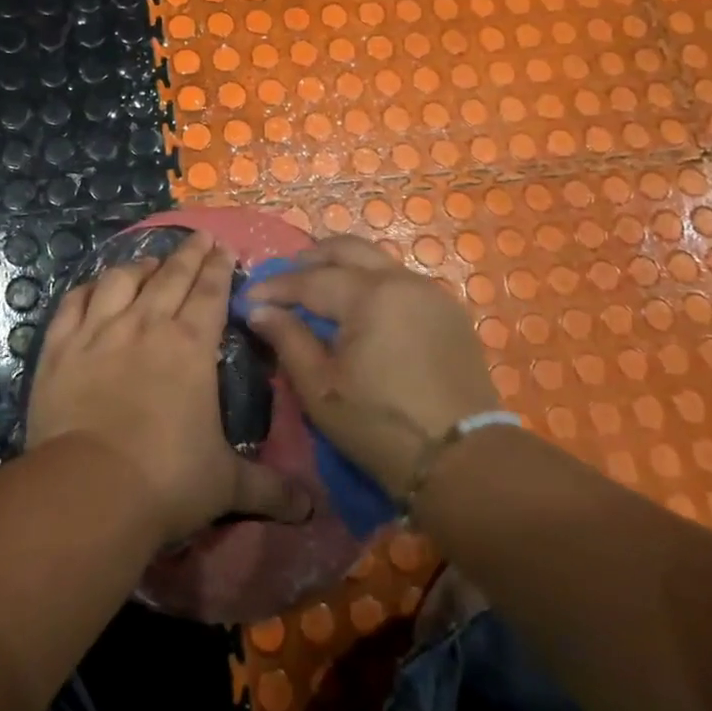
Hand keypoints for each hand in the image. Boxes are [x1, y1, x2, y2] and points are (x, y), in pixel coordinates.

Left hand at [26, 230, 313, 545]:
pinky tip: (93, 287)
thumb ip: (270, 489)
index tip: (224, 247)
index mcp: (191, 346)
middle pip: (170, 276)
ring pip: (121, 280)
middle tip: (200, 238)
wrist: (90, 489)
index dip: (218, 268)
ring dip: (139, 265)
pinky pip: (73, 304)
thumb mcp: (227, 485)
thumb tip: (312, 510)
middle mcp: (146, 326)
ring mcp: (99, 332)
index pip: (210, 293)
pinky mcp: (60, 348)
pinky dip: (87, 289)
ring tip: (149, 261)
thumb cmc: (167, 480)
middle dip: (189, 254)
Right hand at [247, 235, 499, 498]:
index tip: (248, 298)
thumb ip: (288, 340)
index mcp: (369, 296)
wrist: (463, 461)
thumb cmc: (381, 426)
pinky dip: (371, 283)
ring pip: (377, 261)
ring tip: (317, 290)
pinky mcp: (448, 312)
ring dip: (342, 267)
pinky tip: (358, 308)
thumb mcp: (321, 388)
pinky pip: (400, 281)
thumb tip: (259, 310)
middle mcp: (402, 281)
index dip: (275, 287)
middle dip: (310, 259)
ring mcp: (431, 293)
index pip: (310, 279)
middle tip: (283, 280)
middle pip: (347, 250)